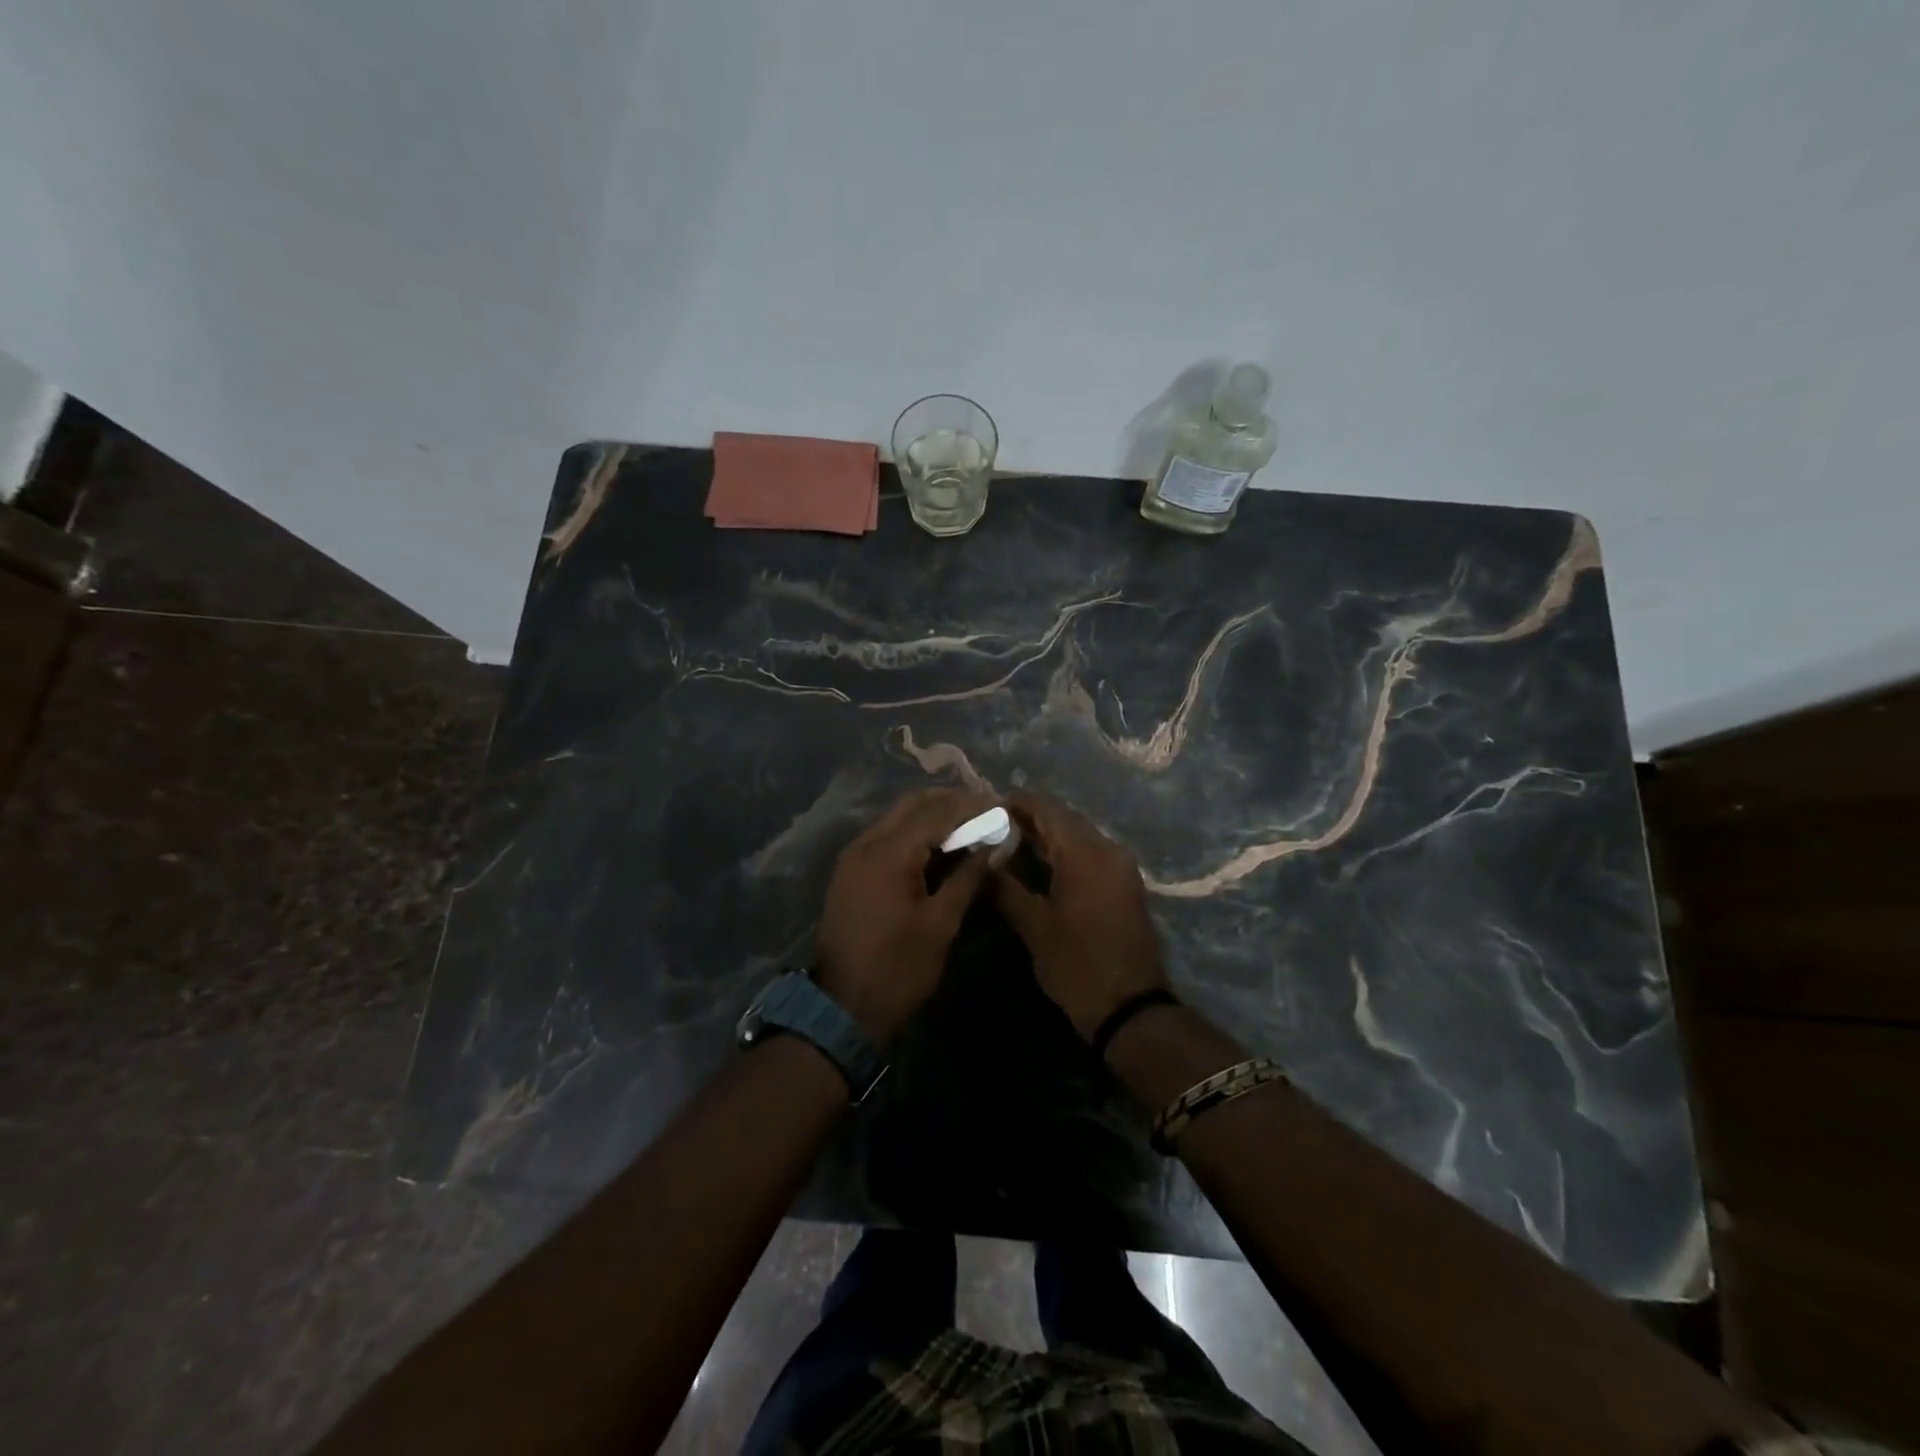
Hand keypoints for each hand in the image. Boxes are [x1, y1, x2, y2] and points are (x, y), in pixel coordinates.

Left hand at [815, 788, 995, 1044]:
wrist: (842, 1006)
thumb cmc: (898, 968)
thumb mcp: (940, 924)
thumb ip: (968, 878)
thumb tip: (996, 848)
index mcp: (889, 853)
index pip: (937, 812)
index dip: (972, 806)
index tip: (1003, 806)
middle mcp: (867, 842)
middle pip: (913, 804)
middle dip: (951, 802)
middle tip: (987, 810)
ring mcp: (855, 855)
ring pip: (898, 816)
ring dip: (933, 814)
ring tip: (970, 824)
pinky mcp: (851, 870)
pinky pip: (887, 835)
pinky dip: (915, 831)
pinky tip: (940, 845)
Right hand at [991, 794, 1168, 1041]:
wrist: (1131, 1007)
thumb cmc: (1077, 965)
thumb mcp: (1035, 927)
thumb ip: (1006, 888)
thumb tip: (982, 861)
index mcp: (1085, 853)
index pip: (1048, 809)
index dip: (1017, 803)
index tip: (987, 808)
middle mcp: (1108, 849)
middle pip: (1065, 818)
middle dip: (1031, 817)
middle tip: (994, 826)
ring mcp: (1121, 865)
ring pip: (1079, 834)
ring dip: (1049, 834)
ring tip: (1012, 842)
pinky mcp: (1125, 882)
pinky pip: (1092, 851)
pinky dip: (1066, 850)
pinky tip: (1042, 863)